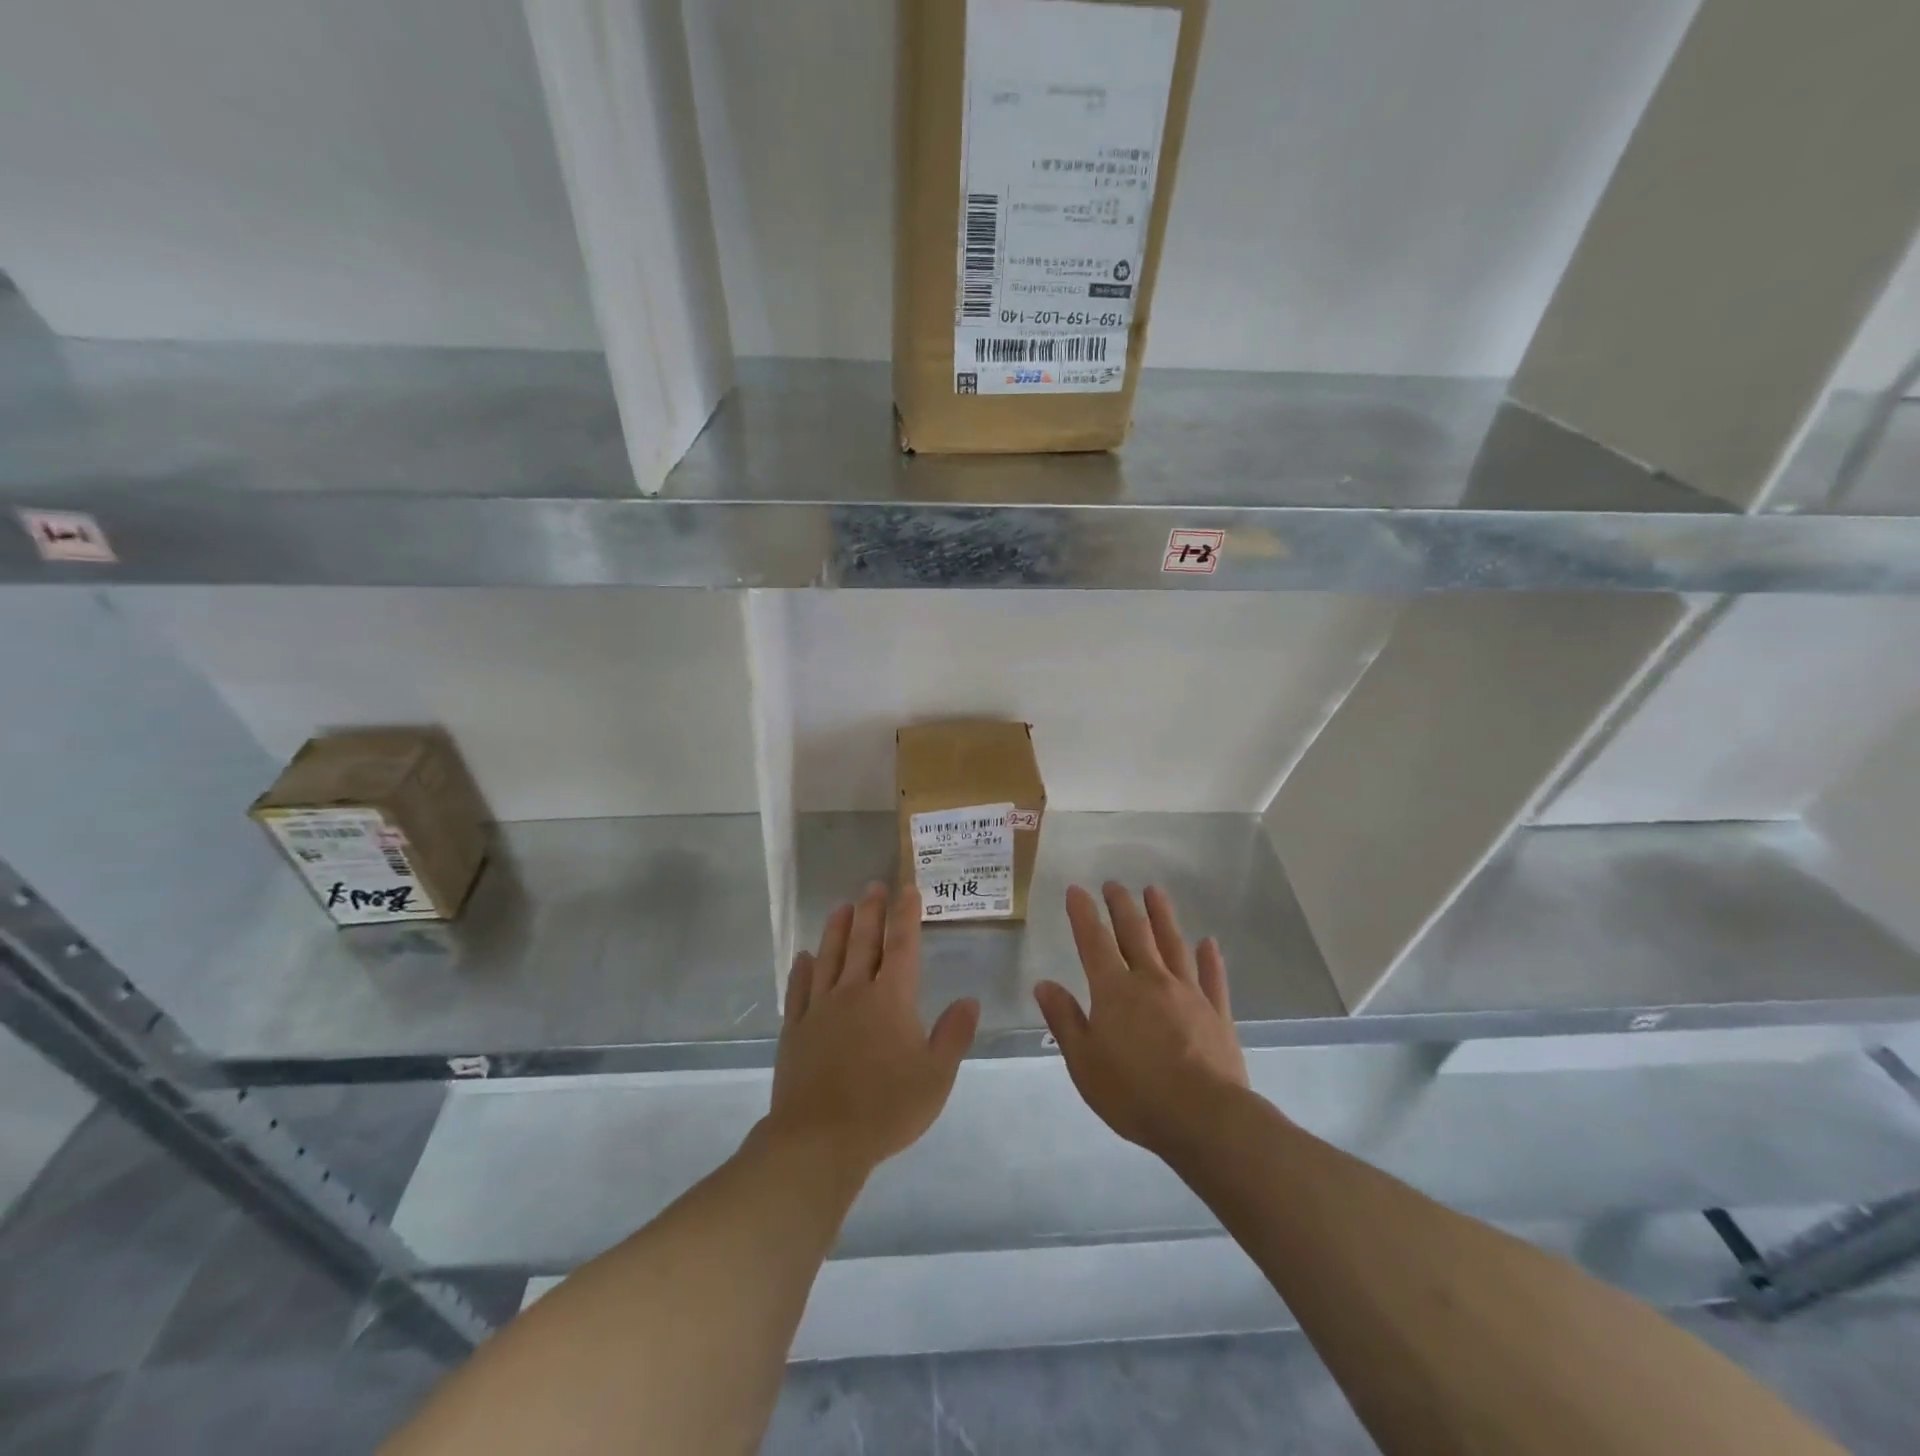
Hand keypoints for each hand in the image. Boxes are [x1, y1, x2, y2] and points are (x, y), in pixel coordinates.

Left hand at [767, 883, 980, 1178]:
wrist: (820, 1141)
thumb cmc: (886, 1108)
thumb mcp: (937, 1076)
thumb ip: (954, 1034)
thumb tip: (969, 1000)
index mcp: (891, 999)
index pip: (901, 946)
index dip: (906, 915)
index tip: (907, 888)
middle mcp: (854, 993)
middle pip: (863, 942)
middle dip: (871, 911)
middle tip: (873, 886)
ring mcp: (820, 1009)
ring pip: (829, 958)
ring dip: (836, 930)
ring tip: (841, 907)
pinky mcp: (796, 1030)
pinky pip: (799, 991)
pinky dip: (802, 970)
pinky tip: (803, 957)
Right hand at [1034, 882, 1249, 1154]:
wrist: (1204, 1118)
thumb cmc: (1134, 1093)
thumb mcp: (1084, 1062)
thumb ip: (1065, 1020)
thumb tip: (1044, 984)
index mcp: (1114, 990)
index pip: (1093, 941)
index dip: (1083, 913)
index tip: (1077, 890)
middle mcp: (1151, 980)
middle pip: (1135, 932)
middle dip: (1122, 905)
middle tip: (1114, 883)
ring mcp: (1188, 993)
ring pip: (1173, 944)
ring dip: (1162, 916)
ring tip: (1154, 892)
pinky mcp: (1217, 1013)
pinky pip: (1212, 977)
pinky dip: (1209, 958)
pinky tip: (1208, 943)